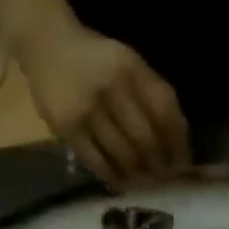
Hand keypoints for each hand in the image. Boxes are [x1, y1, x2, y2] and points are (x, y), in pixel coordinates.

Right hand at [13, 18, 188, 189]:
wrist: (45, 44)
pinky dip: (115, 178)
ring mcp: (88, 109)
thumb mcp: (125, 63)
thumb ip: (148, 95)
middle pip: (146, 139)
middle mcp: (111, 86)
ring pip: (124, 155)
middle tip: (163, 180)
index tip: (183, 163)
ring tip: (144, 183)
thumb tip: (174, 142)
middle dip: (159, 165)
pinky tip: (123, 184)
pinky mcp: (69, 129)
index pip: (164, 110)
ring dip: (138, 175)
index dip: (178, 141)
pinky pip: (99, 163)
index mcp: (131, 66)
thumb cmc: (93, 59)